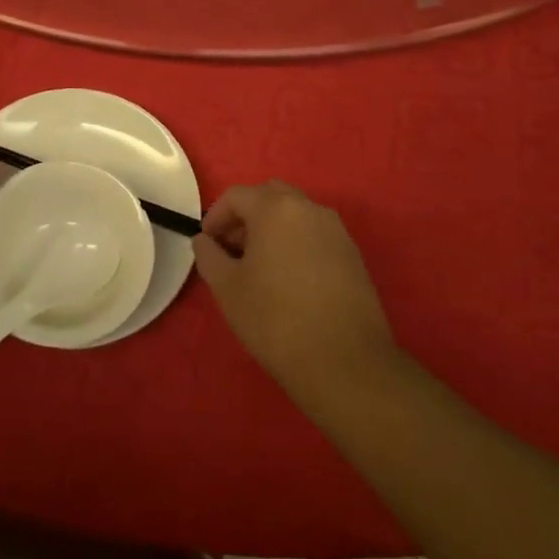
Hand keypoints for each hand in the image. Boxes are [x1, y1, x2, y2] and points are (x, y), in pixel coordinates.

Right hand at [194, 181, 397, 401]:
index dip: (216, 217)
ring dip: (272, 228)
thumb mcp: (227, 288)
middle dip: (246, 216)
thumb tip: (205, 241)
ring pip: (295, 214)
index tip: (208, 244)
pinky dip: (296, 243)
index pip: (236, 196)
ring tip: (260, 266)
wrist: (346, 362)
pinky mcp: (353, 255)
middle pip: (269, 196)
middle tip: (233, 249)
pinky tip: (290, 279)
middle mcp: (309, 208)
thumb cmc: (276, 319)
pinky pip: (315, 234)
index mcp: (275, 209)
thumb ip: (209, 255)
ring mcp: (336, 230)